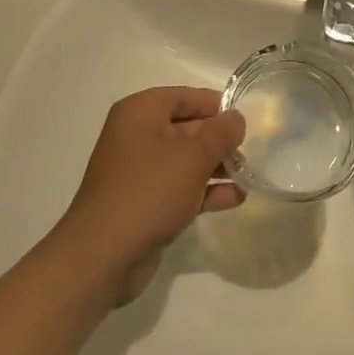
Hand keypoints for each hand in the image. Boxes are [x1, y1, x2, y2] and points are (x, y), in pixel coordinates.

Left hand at [54, 87, 245, 304]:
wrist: (102, 257)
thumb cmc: (148, 192)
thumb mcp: (193, 158)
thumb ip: (220, 134)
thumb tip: (236, 118)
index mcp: (140, 113)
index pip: (183, 97)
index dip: (214, 105)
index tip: (243, 119)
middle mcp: (136, 136)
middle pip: (186, 128)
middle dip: (218, 141)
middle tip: (251, 151)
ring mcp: (138, 172)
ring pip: (185, 160)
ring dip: (216, 168)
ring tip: (248, 177)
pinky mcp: (143, 203)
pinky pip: (179, 188)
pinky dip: (204, 191)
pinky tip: (234, 199)